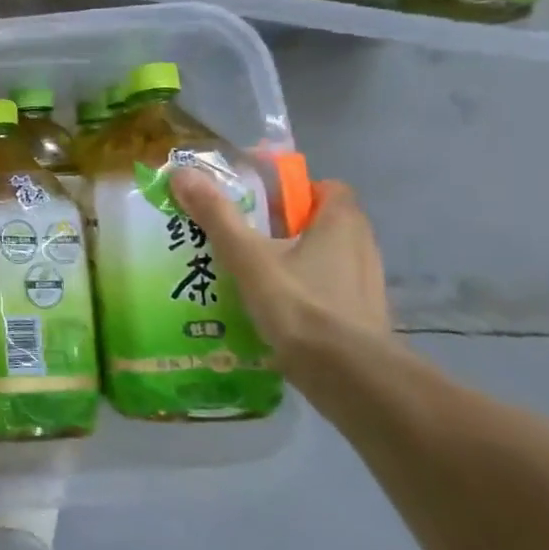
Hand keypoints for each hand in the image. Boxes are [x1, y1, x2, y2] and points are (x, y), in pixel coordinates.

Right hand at [170, 167, 389, 366]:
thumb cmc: (299, 305)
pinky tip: (271, 310)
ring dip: (293, 262)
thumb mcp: (247, 256)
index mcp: (342, 223)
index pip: (327, 189)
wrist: (348, 377)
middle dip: (285, 228)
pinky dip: (301, 294)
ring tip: (249, 276)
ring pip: (324, 260)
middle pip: (322, 224)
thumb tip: (182, 173)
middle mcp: (362, 247)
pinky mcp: (360, 318)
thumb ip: (216, 215)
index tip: (258, 203)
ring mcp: (365, 286)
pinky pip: (326, 292)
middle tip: (243, 238)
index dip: (294, 191)